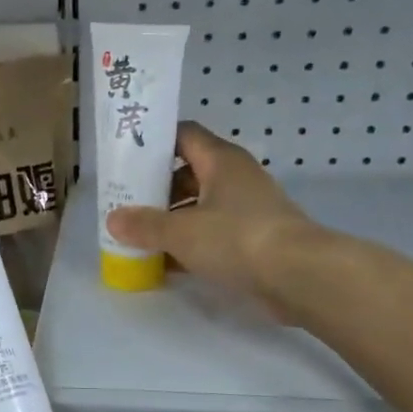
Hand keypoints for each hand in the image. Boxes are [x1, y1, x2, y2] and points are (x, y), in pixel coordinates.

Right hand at [106, 122, 320, 315]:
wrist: (299, 276)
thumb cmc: (237, 238)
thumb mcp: (181, 231)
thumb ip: (144, 225)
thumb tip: (113, 220)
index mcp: (221, 161)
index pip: (183, 135)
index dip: (155, 142)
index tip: (127, 158)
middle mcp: (235, 179)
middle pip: (188, 174)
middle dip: (157, 189)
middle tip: (126, 204)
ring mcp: (247, 210)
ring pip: (200, 207)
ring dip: (171, 221)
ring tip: (138, 236)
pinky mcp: (253, 240)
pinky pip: (212, 235)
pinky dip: (189, 246)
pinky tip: (164, 263)